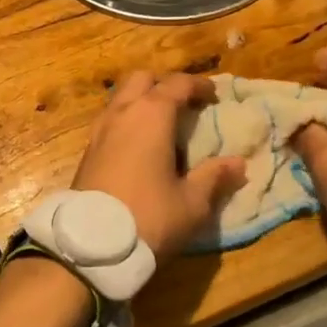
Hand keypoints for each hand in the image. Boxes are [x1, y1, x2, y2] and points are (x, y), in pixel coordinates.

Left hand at [72, 72, 246, 263]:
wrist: (90, 247)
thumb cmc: (148, 217)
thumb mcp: (191, 203)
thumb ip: (214, 178)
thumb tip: (238, 164)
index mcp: (151, 115)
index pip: (177, 84)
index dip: (198, 86)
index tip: (214, 96)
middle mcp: (122, 113)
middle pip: (142, 79)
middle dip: (164, 85)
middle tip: (184, 105)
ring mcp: (99, 130)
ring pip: (120, 97)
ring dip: (141, 101)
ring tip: (162, 125)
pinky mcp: (87, 151)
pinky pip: (110, 120)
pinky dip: (127, 120)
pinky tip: (139, 147)